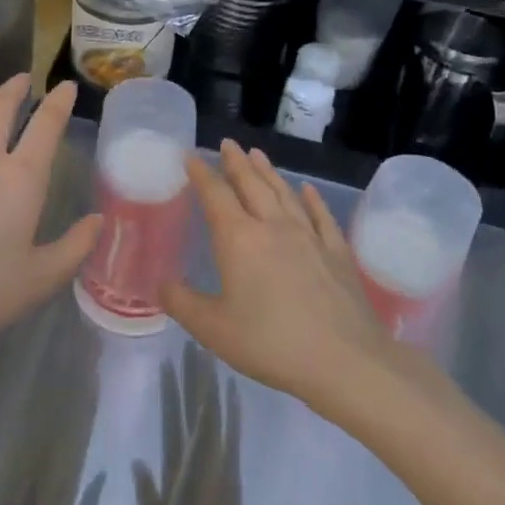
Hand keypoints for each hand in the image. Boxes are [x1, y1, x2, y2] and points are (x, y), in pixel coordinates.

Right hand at [164, 142, 439, 418]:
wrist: (344, 361)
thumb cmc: (270, 343)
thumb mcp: (213, 329)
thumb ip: (182, 303)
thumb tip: (161, 284)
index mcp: (239, 239)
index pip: (216, 195)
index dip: (201, 174)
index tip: (191, 157)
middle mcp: (273, 227)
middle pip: (252, 185)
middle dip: (236, 163)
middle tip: (227, 143)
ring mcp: (309, 237)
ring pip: (284, 194)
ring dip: (269, 172)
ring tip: (258, 154)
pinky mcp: (337, 253)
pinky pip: (321, 216)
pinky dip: (311, 200)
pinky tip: (307, 191)